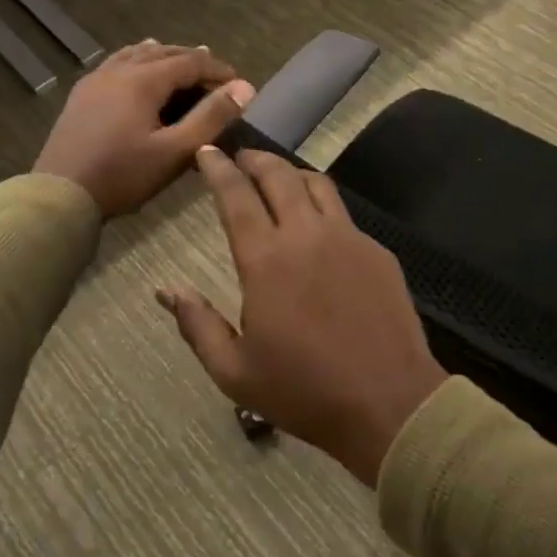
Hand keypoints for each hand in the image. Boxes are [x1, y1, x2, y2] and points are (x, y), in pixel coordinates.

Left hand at [34, 42, 255, 216]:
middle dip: (193, 61)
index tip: (239, 85)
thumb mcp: (175, 151)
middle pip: (164, 53)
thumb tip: (244, 88)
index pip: (190, 62)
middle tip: (217, 77)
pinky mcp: (82, 94)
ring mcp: (96, 80)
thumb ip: (211, 118)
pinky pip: (116, 64)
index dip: (218, 70)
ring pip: (137, 55)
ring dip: (164, 57)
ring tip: (182, 61)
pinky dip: (136, 60)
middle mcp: (119, 70)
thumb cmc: (122, 175)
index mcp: (143, 80)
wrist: (60, 194)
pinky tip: (136, 67)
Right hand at [159, 148, 446, 485]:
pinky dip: (321, 204)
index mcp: (266, 260)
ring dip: (290, 173)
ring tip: (277, 179)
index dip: (218, 169)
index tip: (207, 153)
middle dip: (254, 159)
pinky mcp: (377, 252)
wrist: (390, 404)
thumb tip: (166, 290)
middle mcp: (306, 235)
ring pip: (316, 184)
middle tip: (239, 158)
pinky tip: (317, 226)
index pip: (236, 196)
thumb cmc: (304, 391)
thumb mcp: (234, 372)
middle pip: (278, 175)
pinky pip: (343, 214)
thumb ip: (197, 324)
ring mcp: (348, 239)